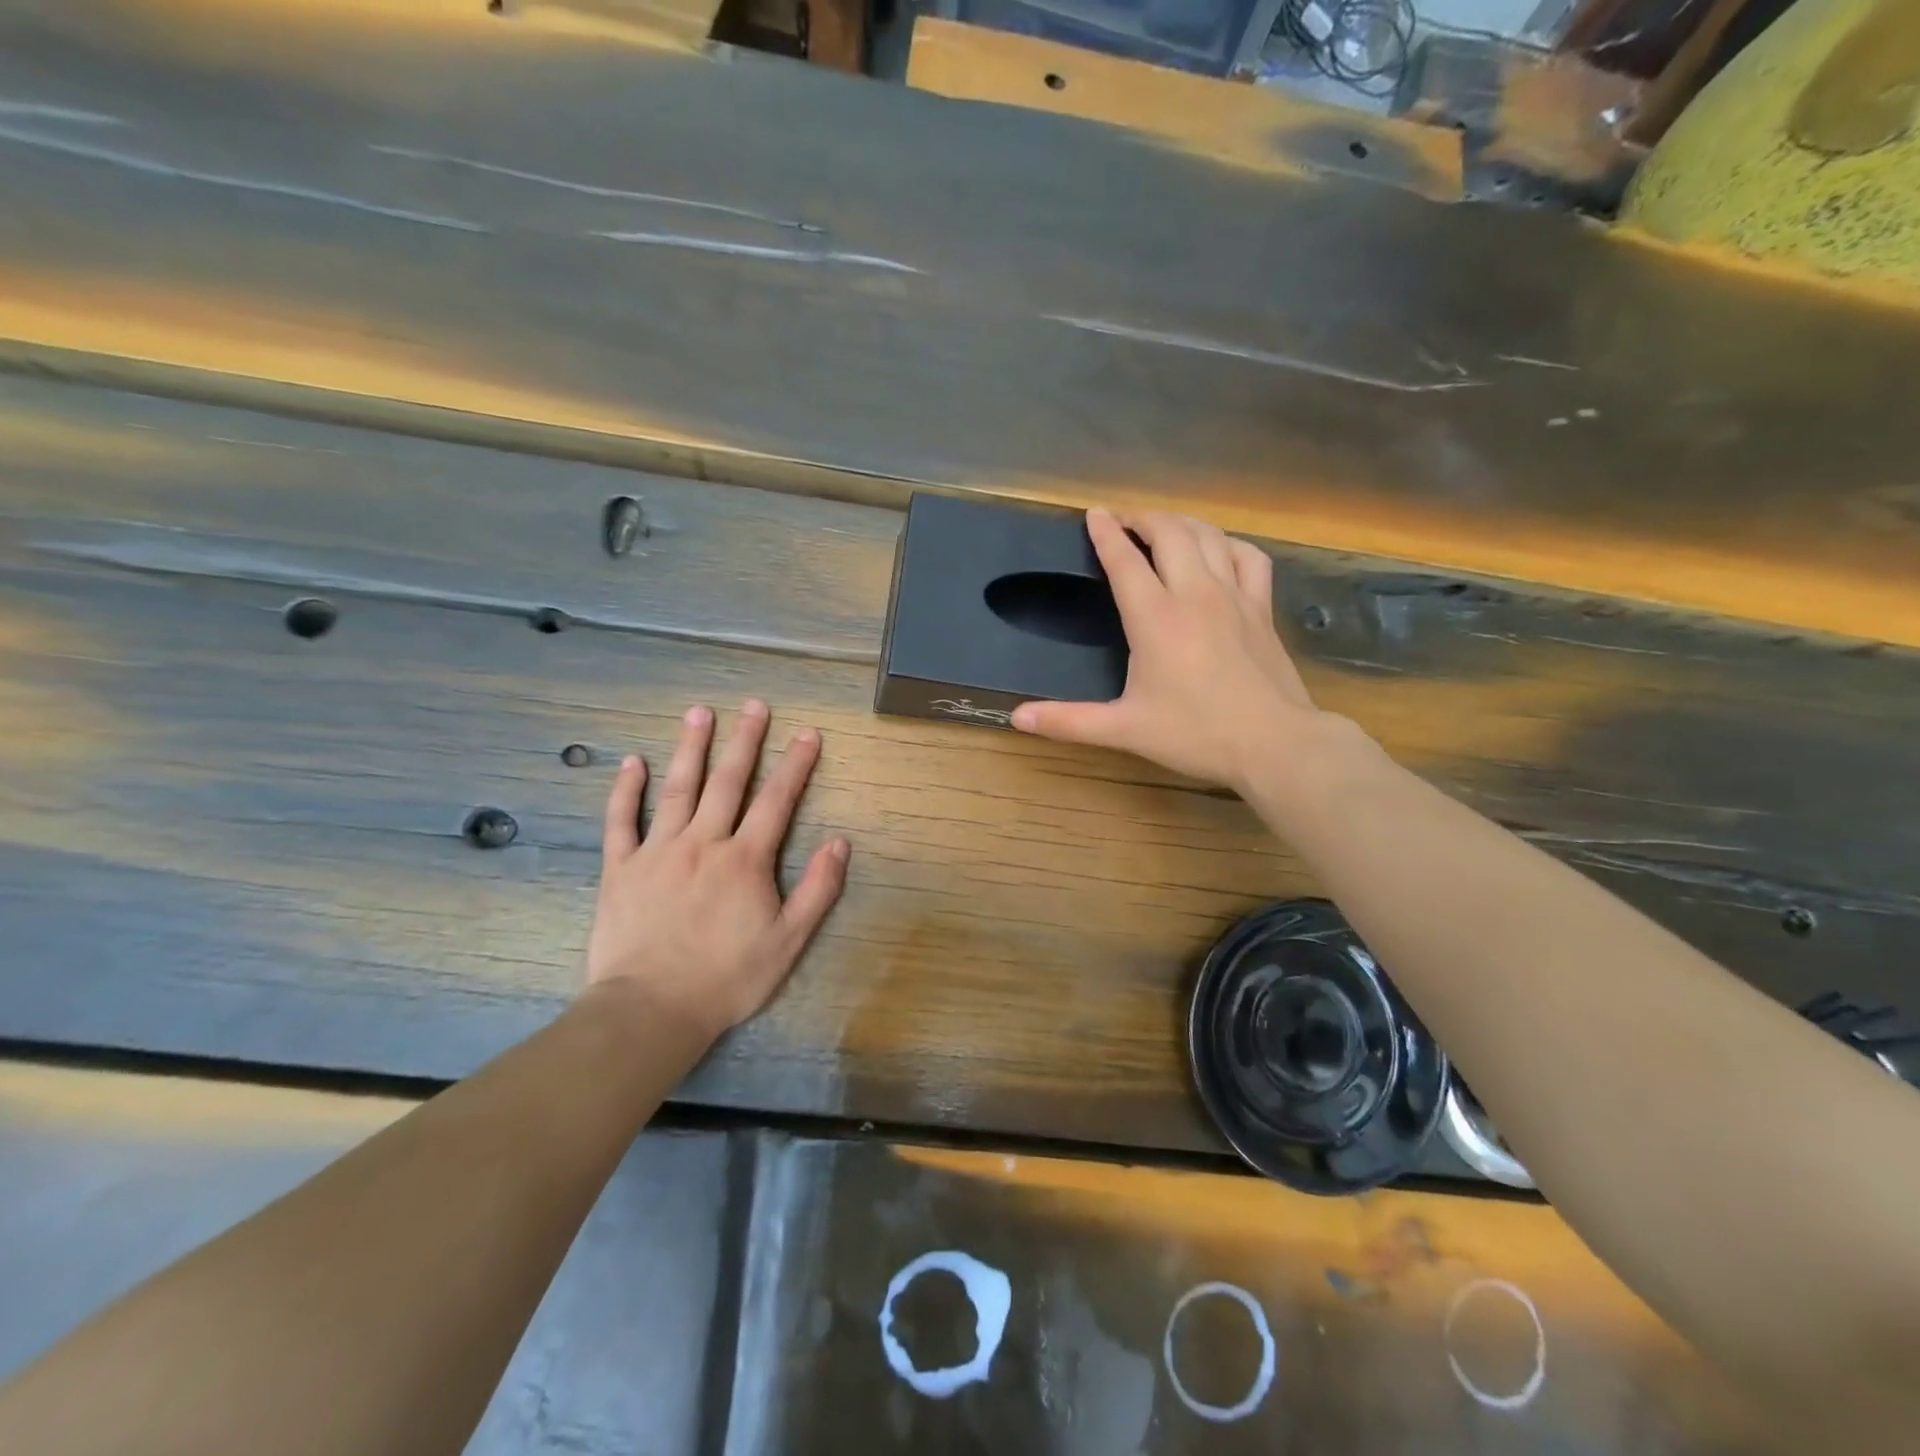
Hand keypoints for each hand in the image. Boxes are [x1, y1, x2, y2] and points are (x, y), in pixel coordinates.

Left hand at [587, 700, 849, 1043]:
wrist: (652, 1009)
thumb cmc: (727, 978)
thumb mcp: (788, 942)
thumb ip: (818, 890)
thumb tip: (840, 843)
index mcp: (745, 860)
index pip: (777, 800)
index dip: (795, 764)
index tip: (808, 733)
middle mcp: (703, 843)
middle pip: (727, 782)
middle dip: (744, 741)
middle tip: (754, 705)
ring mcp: (658, 852)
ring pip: (677, 789)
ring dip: (690, 748)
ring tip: (699, 713)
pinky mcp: (621, 869)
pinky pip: (621, 821)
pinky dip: (626, 790)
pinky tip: (633, 762)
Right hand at [1011, 509, 1335, 793]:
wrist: (1273, 743)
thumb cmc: (1195, 734)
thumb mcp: (1124, 730)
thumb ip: (1069, 721)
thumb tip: (1017, 718)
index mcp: (1155, 618)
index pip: (1125, 560)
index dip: (1106, 532)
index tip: (1094, 513)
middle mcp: (1194, 594)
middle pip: (1169, 532)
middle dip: (1143, 518)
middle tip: (1124, 522)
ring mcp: (1234, 596)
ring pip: (1208, 536)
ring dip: (1182, 523)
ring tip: (1163, 528)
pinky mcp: (1261, 608)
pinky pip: (1248, 556)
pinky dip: (1228, 544)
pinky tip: (1219, 551)